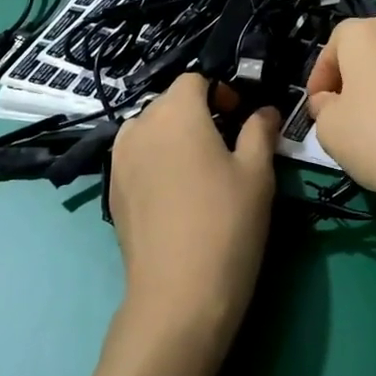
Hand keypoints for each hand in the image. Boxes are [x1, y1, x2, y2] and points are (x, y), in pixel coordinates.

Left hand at [109, 74, 278, 360]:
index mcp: (175, 111)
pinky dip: (157, 163)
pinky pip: (137, 159)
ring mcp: (119, 160)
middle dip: (198, 115)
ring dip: (174, 138)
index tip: (241, 120)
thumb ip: (260, 131)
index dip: (221, 92)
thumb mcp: (257, 173)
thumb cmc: (226, 223)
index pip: (195, 80)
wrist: (178, 295)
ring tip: (200, 172)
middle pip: (170, 104)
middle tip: (228, 148)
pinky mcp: (112, 191)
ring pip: (150, 131)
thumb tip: (263, 111)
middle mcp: (139, 126)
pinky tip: (177, 199)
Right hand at [305, 13, 375, 209]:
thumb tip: (330, 101)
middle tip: (349, 98)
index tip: (317, 104)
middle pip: (372, 37)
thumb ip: (323, 105)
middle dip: (357, 63)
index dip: (321, 75)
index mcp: (364, 35)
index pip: (334, 43)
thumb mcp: (328, 127)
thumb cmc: (375, 138)